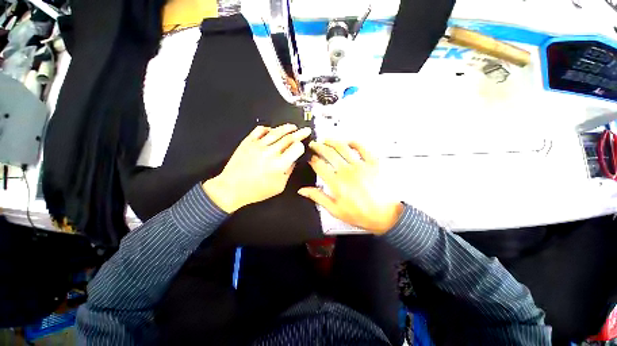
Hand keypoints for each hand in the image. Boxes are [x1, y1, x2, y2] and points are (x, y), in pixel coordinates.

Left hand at [203, 124, 310, 212]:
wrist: (231, 188)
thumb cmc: (257, 191)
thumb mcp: (279, 186)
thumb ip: (288, 171)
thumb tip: (293, 159)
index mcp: (280, 164)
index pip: (296, 147)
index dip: (301, 146)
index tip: (302, 146)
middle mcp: (270, 152)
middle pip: (289, 138)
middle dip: (300, 133)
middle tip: (306, 130)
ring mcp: (258, 145)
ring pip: (276, 132)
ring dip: (287, 128)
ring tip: (293, 127)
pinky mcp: (248, 142)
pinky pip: (260, 130)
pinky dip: (268, 128)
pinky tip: (272, 130)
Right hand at [298, 140, 402, 234]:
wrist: (385, 216)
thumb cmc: (361, 214)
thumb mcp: (335, 210)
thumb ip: (318, 197)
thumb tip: (303, 190)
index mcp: (337, 183)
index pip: (319, 166)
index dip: (312, 160)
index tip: (310, 159)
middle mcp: (347, 171)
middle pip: (328, 153)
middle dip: (318, 146)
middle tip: (314, 144)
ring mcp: (360, 165)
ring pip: (342, 147)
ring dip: (332, 141)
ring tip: (326, 140)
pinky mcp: (372, 163)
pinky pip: (362, 148)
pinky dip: (354, 142)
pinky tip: (348, 142)